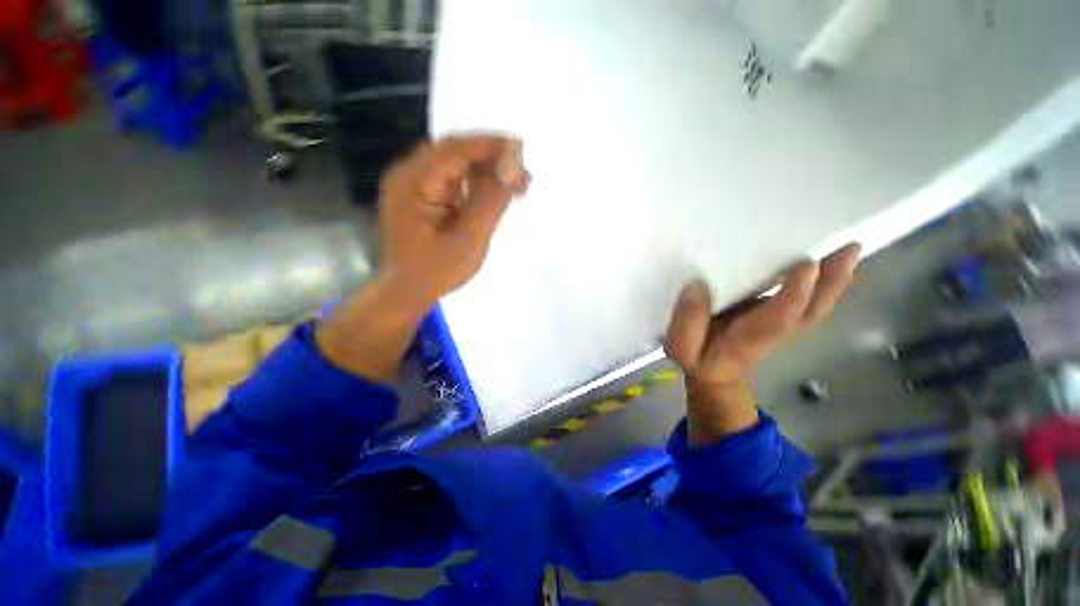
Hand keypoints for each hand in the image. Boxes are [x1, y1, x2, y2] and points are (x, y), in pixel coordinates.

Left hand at [317, 134, 528, 381]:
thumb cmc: (436, 272)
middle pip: (456, 152)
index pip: (456, 149)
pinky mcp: (423, 196)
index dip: (491, 145)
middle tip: (524, 175)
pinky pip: (454, 181)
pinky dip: (478, 184)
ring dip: (488, 172)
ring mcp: (414, 184)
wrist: (406, 292)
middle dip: (493, 159)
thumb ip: (491, 201)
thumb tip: (513, 168)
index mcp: (413, 182)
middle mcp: (409, 174)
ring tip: (518, 186)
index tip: (522, 148)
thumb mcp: (469, 240)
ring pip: (458, 165)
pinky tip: (497, 195)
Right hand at [664, 244, 860, 444]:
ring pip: (816, 307)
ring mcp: (782, 325)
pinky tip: (829, 263)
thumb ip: (686, 321)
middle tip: (850, 249)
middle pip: (811, 312)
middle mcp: (774, 331)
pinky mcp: (780, 318)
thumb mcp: (681, 347)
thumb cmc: (698, 358)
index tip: (806, 265)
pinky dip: (825, 284)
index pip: (778, 318)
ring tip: (848, 250)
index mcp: (748, 339)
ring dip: (835, 281)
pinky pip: (809, 303)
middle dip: (832, 283)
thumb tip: (697, 285)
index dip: (793, 294)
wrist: (716, 374)